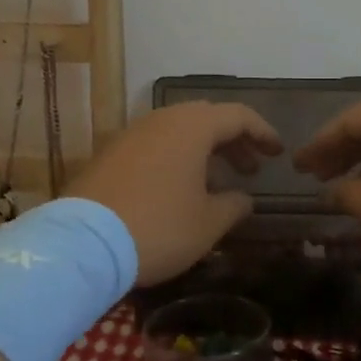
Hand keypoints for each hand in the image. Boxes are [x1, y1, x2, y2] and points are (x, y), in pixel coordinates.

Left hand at [69, 102, 282, 285]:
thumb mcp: (208, 223)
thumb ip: (234, 205)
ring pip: (177, 132)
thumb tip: (242, 198)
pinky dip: (175, 159)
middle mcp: (160, 120)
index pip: (238, 116)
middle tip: (250, 169)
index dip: (262, 133)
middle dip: (233, 141)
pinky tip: (179, 190)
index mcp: (191, 127)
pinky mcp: (109, 155)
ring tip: (217, 182)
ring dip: (203, 151)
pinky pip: (154, 146)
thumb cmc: (159, 227)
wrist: (83, 244)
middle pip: (206, 119)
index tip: (277, 153)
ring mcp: (130, 135)